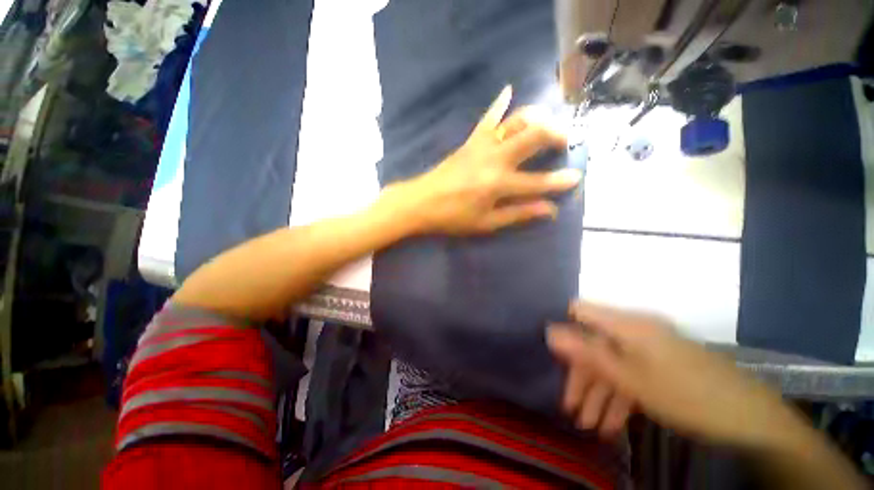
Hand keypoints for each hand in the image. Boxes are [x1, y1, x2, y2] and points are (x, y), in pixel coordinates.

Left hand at [394, 86, 580, 234]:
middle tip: (567, 141)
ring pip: (515, 121)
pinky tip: (508, 90)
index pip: (537, 182)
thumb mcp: (486, 223)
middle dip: (556, 136)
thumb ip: (518, 213)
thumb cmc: (452, 217)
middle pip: (533, 137)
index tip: (576, 177)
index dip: (558, 181)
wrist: (421, 202)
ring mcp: (482, 146)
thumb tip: (549, 209)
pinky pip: (487, 118)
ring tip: (548, 123)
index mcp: (498, 184)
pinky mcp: (470, 141)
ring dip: (536, 118)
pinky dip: (499, 103)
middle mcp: (495, 159)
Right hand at [547, 302, 797, 446]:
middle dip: (582, 377)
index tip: (553, 354)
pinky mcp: (661, 366)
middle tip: (571, 408)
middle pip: (595, 344)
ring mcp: (649, 349)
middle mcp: (635, 330)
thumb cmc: (686, 395)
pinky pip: (632, 375)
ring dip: (600, 394)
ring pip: (613, 364)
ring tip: (590, 426)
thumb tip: (549, 331)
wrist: (751, 420)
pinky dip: (620, 398)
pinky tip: (612, 425)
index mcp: (627, 324)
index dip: (564, 328)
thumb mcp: (631, 378)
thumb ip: (587, 352)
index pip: (580, 312)